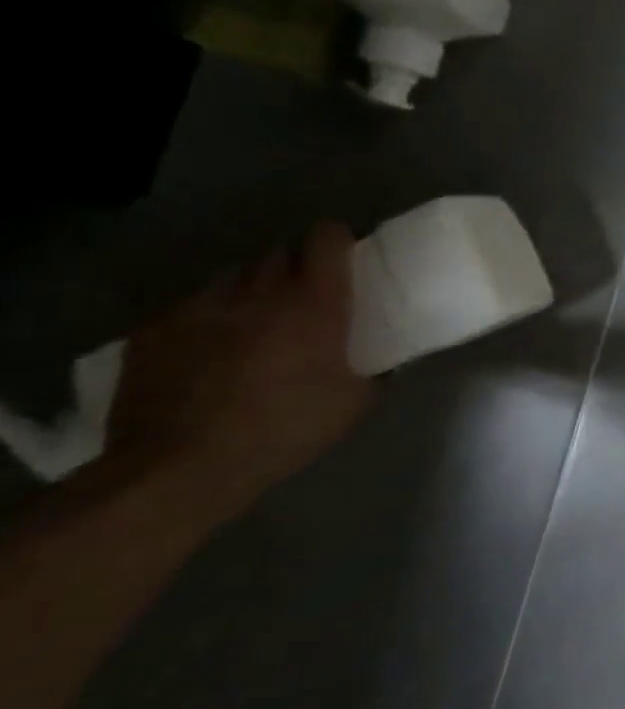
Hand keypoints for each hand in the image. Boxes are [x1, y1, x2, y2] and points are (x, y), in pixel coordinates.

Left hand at [106, 224, 370, 520]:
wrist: (178, 469)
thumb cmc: (283, 430)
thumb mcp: (353, 402)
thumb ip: (372, 369)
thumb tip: (387, 361)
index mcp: (314, 303)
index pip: (326, 239)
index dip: (337, 239)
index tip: (345, 253)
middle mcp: (258, 293)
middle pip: (278, 251)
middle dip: (295, 264)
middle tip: (305, 291)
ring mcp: (199, 309)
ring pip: (232, 276)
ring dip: (250, 287)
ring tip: (254, 316)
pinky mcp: (152, 332)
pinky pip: (187, 307)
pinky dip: (205, 317)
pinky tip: (207, 347)